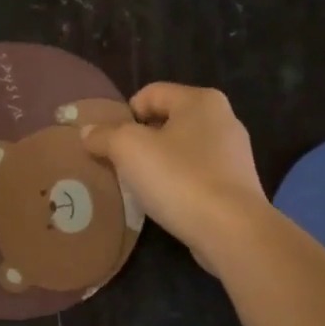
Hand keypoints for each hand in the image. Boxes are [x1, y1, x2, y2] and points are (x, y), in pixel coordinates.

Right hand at [80, 84, 267, 269]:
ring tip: (140, 187)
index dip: (124, 115)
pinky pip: (196, 175)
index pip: (150, 93)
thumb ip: (104, 136)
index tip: (110, 144)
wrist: (231, 231)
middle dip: (140, 141)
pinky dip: (177, 184)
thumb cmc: (180, 179)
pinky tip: (166, 202)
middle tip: (120, 165)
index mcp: (201, 100)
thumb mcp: (129, 150)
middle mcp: (223, 119)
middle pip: (167, 121)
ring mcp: (234, 154)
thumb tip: (88, 132)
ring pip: (181, 150)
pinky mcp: (236, 185)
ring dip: (158, 164)